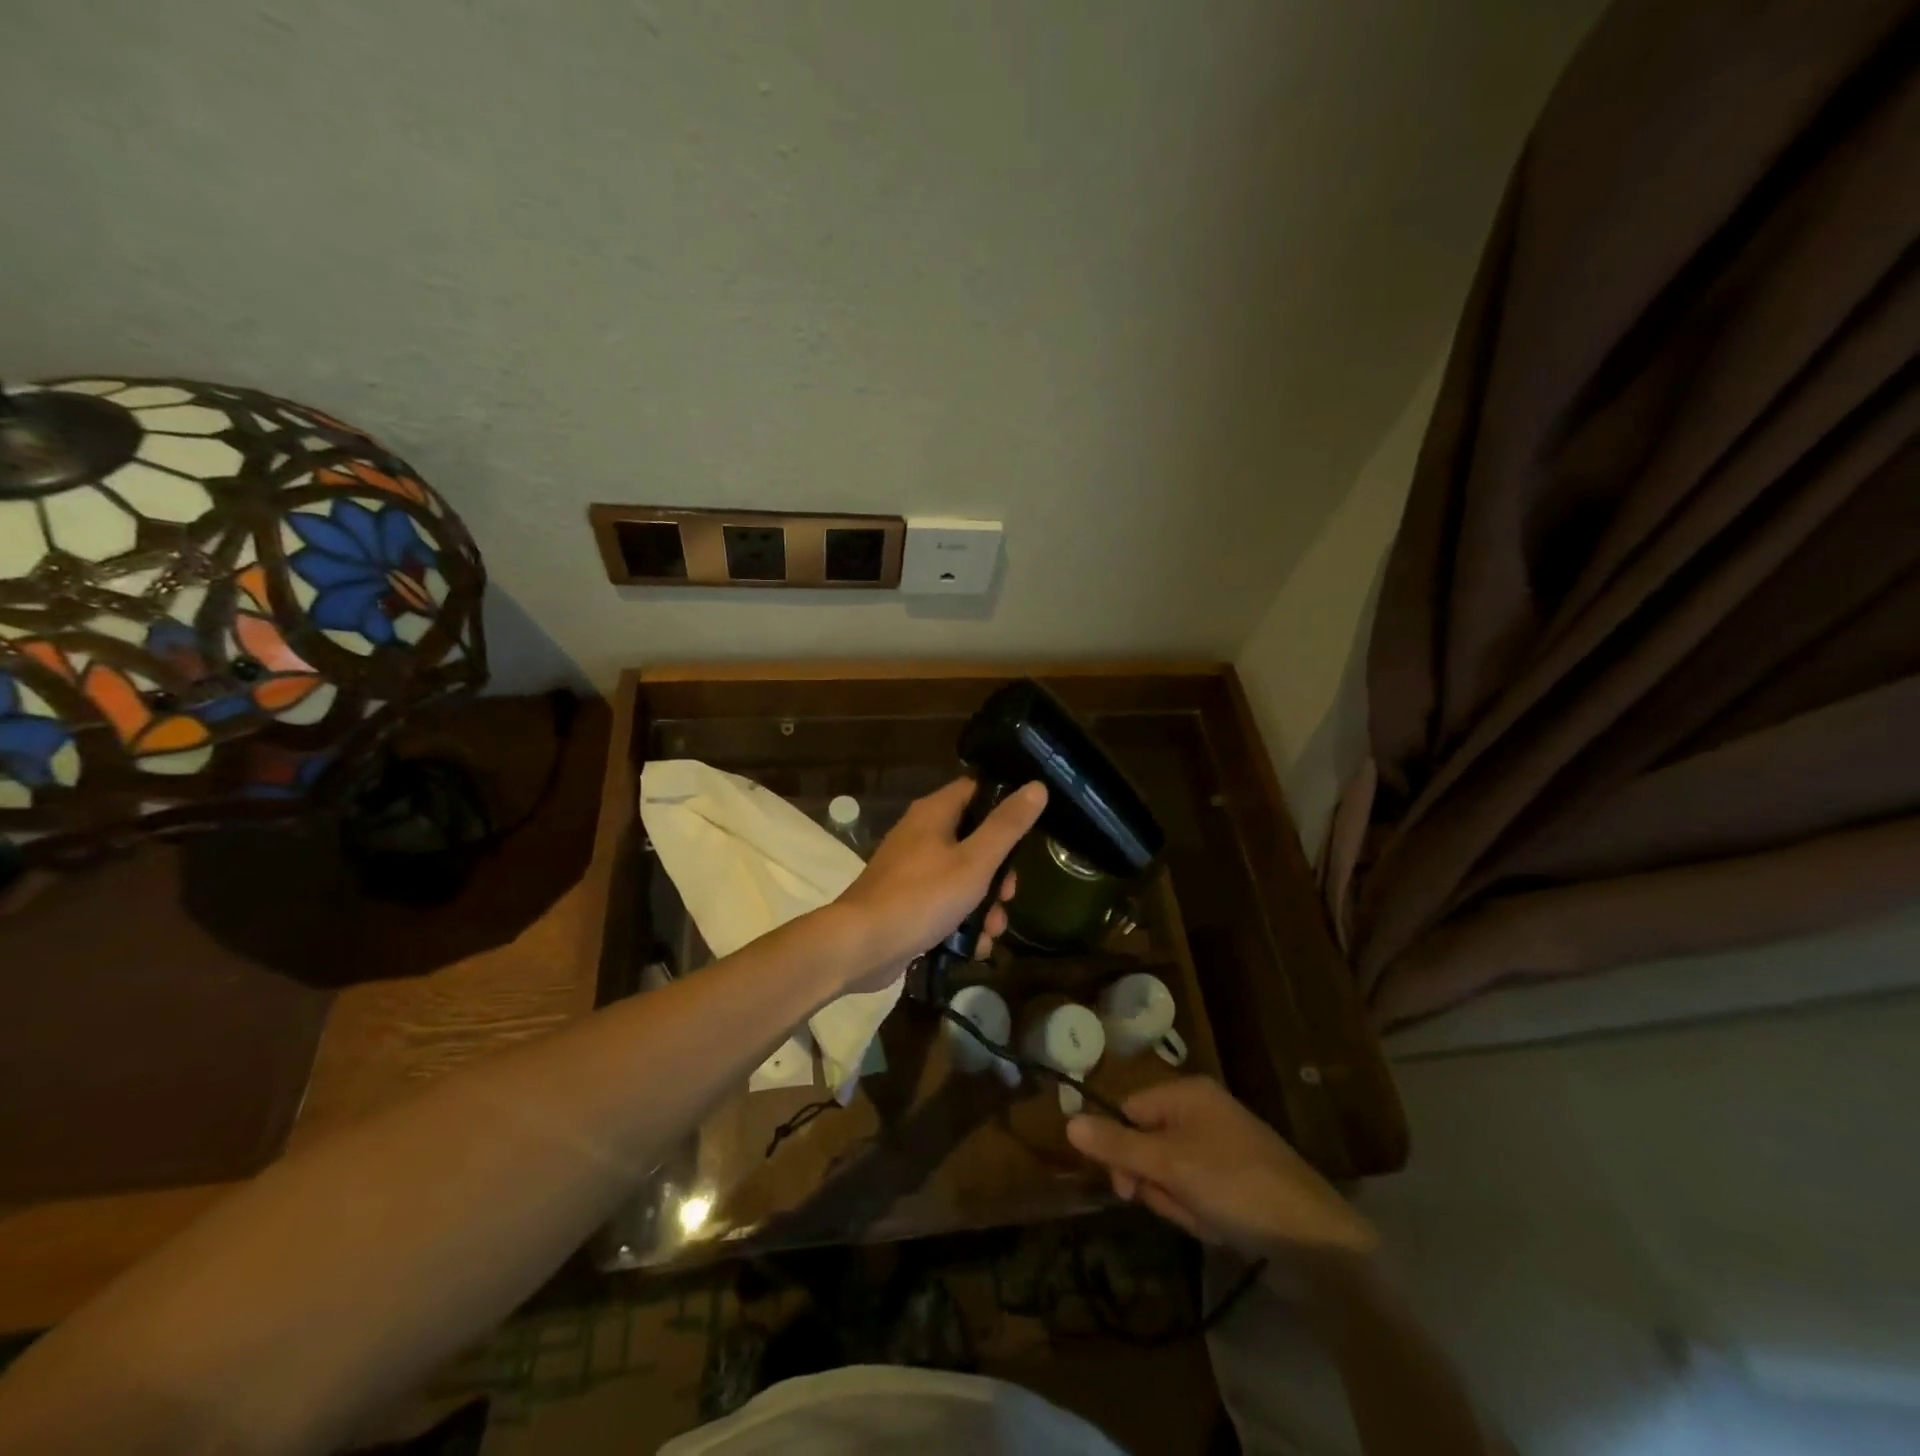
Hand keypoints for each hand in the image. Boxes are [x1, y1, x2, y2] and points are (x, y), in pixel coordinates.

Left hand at [832, 778, 1047, 992]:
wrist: (861, 945)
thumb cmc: (922, 897)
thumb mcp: (975, 861)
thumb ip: (1007, 826)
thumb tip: (1036, 787)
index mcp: (935, 813)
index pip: (976, 790)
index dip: (1005, 805)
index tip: (1027, 832)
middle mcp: (921, 834)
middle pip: (974, 840)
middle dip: (999, 873)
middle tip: (1008, 895)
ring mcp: (912, 870)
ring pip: (963, 877)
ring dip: (984, 906)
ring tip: (992, 932)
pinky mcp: (907, 901)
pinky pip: (945, 904)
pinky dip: (961, 923)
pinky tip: (974, 948)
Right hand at [1067, 1077, 1377, 1275]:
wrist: (1315, 1240)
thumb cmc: (1236, 1186)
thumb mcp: (1170, 1165)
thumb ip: (1117, 1145)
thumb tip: (1068, 1121)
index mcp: (1187, 1093)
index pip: (1129, 1111)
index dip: (1120, 1150)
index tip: (1125, 1188)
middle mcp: (1202, 1112)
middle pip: (1147, 1145)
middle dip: (1157, 1183)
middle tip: (1180, 1203)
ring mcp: (1221, 1146)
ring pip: (1170, 1174)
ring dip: (1179, 1203)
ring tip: (1208, 1218)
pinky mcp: (1236, 1180)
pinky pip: (1196, 1191)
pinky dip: (1201, 1213)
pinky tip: (1222, 1227)